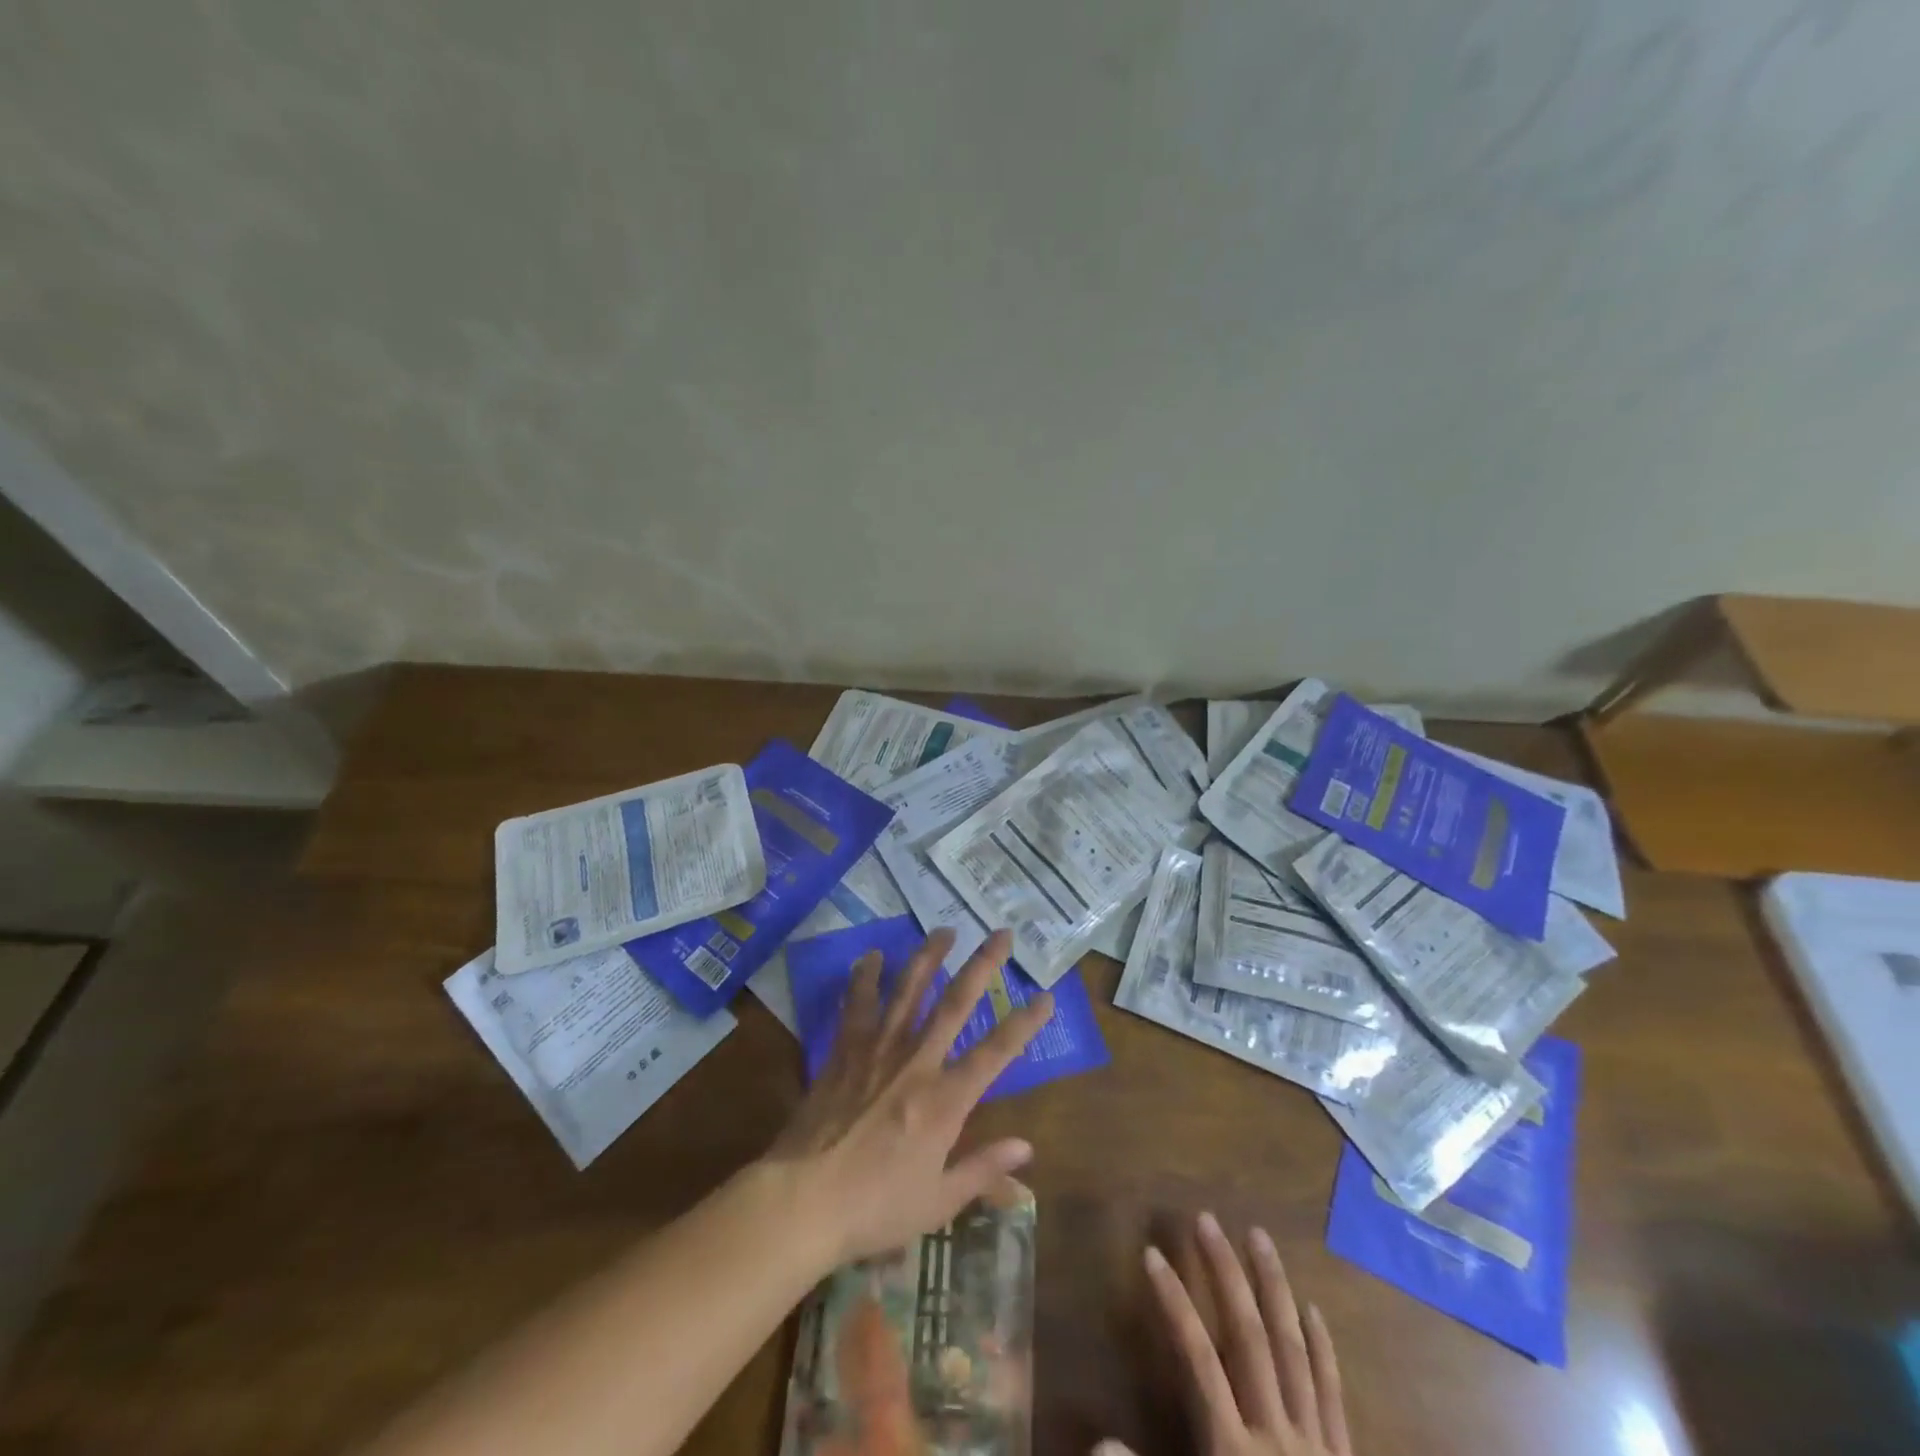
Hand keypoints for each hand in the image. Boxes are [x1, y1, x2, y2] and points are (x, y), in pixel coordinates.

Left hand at [765, 927, 1053, 1264]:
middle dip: (983, 965)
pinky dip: (865, 977)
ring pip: (909, 990)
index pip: (997, 1053)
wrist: (803, 1200)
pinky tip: (871, 955)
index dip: (1025, 1023)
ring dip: (929, 956)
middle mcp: (916, 1063)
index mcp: (945, 1101)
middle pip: (955, 1003)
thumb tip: (1027, 1148)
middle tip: (1001, 934)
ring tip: (945, 930)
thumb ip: (983, 1170)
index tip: (1046, 996)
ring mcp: (878, 1050)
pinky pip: (858, 1004)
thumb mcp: (938, 1202)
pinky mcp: (844, 1050)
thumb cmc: (875, 1208)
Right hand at [1104, 1213, 1351, 1455]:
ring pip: (1293, 1350)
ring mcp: (1316, 1445)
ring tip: (1258, 1236)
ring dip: (1274, 1288)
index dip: (1173, 1302)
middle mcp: (1276, 1436)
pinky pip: (1333, 1394)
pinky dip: (1322, 1348)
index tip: (1151, 1254)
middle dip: (1225, 1274)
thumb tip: (1098, 1439)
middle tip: (1206, 1220)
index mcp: (1234, 1452)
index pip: (1198, 1358)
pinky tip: (1313, 1309)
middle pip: (1248, 1338)